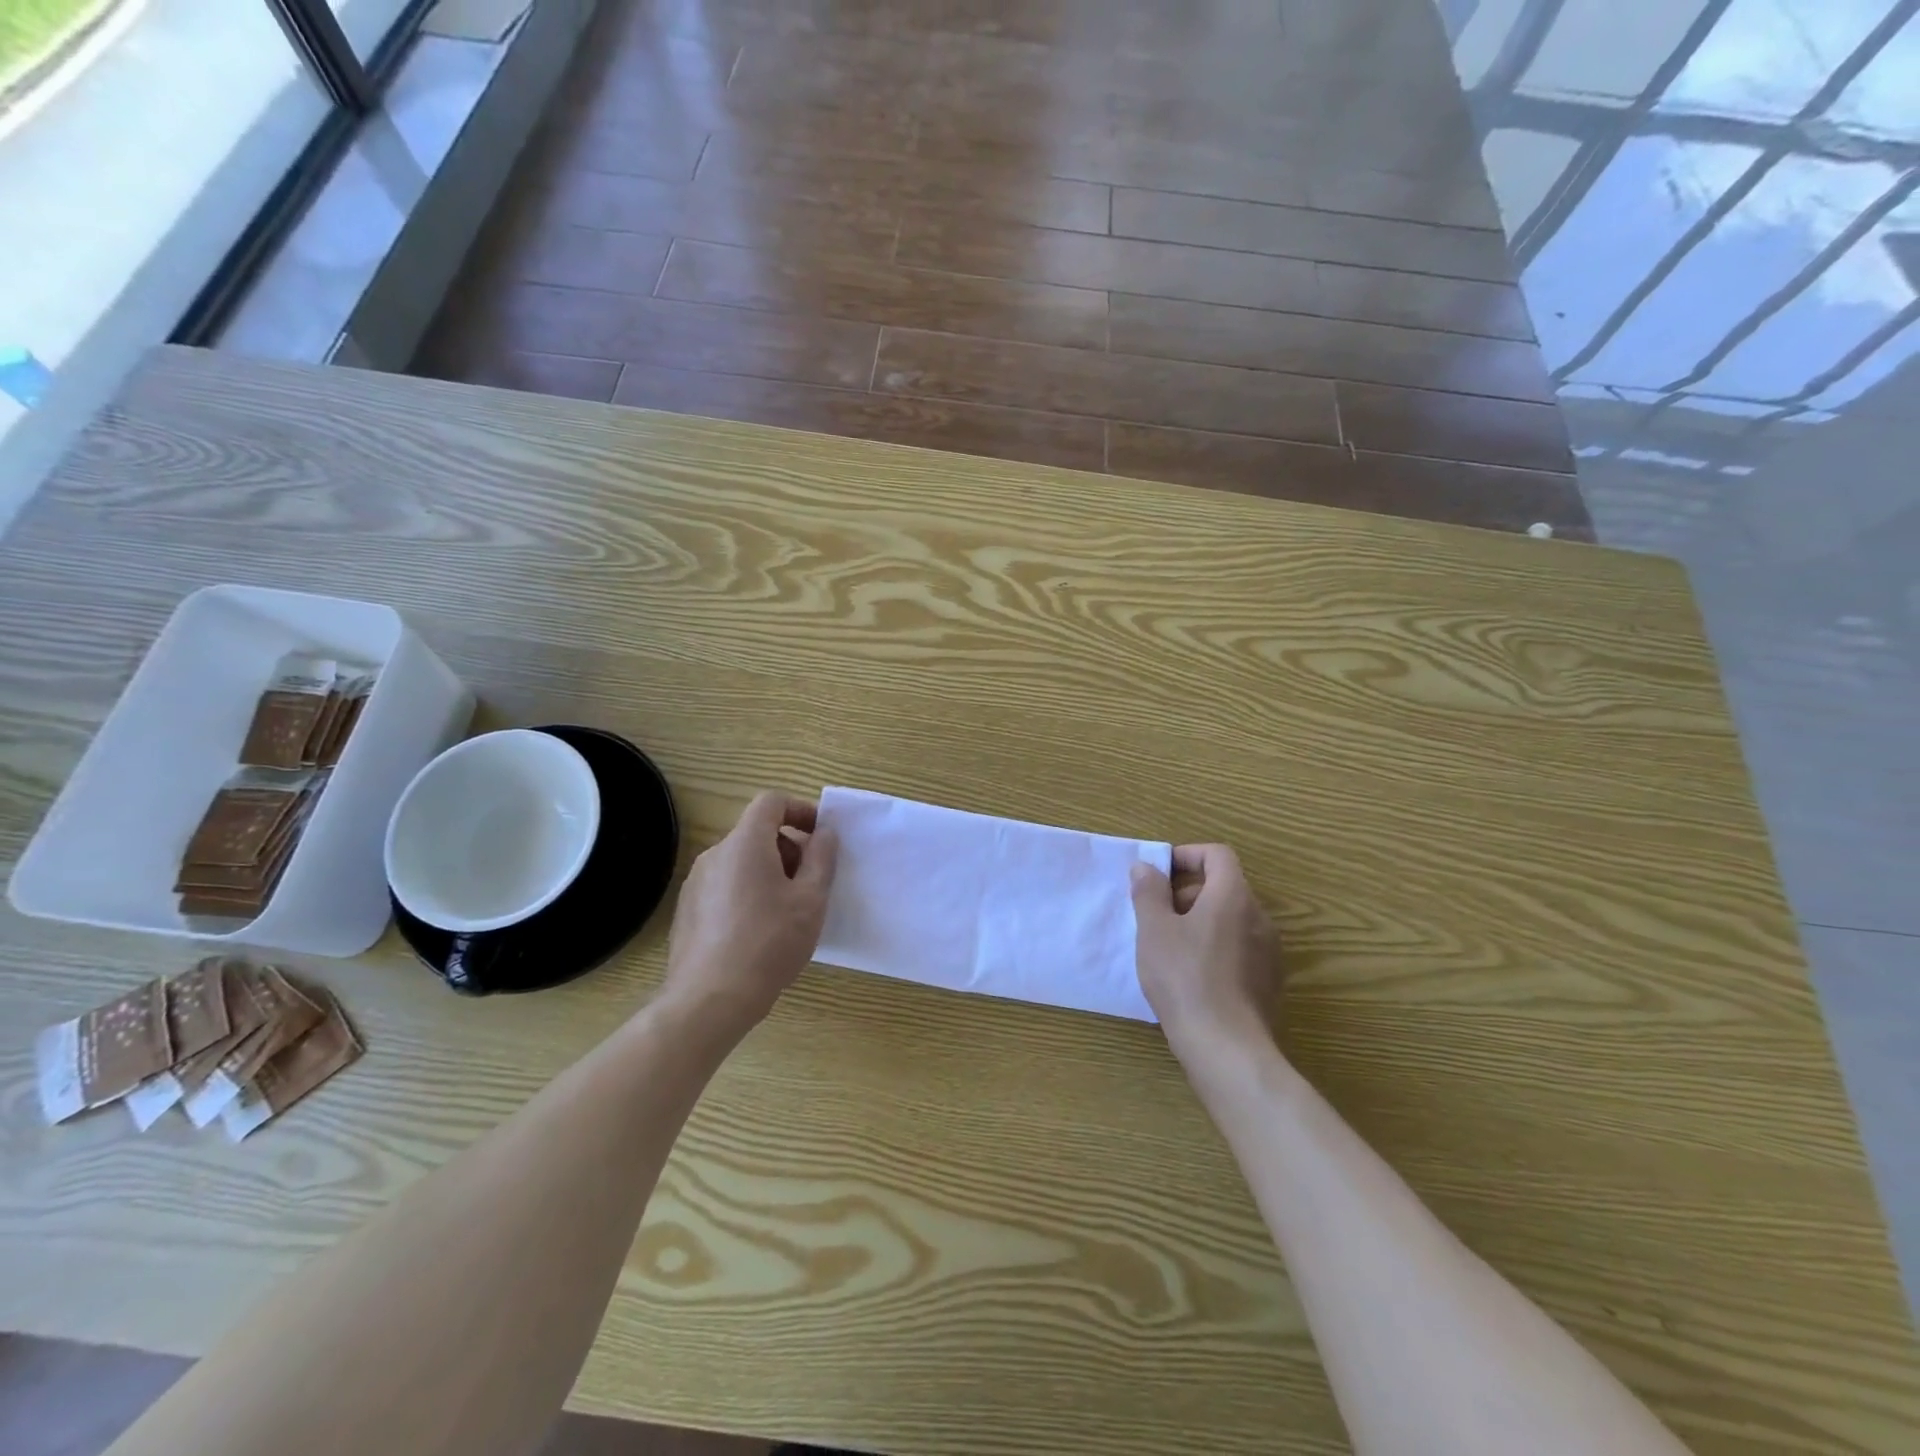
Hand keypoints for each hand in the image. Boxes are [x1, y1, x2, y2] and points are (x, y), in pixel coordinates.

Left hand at [662, 792, 838, 1033]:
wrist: (709, 1000)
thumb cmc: (769, 943)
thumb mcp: (811, 900)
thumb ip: (822, 858)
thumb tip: (825, 833)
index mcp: (745, 844)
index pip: (771, 802)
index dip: (800, 810)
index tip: (821, 836)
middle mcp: (714, 855)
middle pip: (756, 832)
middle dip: (789, 848)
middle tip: (810, 884)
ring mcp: (695, 883)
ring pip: (740, 861)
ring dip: (769, 872)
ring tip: (787, 912)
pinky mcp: (687, 910)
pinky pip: (724, 886)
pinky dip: (747, 892)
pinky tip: (758, 932)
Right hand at [1131, 844, 1278, 1057]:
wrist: (1227, 1047)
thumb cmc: (1185, 978)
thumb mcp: (1154, 930)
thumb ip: (1149, 892)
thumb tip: (1146, 867)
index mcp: (1233, 896)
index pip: (1217, 855)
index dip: (1187, 855)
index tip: (1159, 874)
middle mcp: (1259, 916)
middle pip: (1224, 886)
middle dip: (1188, 891)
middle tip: (1156, 913)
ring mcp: (1269, 951)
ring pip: (1231, 919)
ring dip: (1200, 920)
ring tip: (1168, 946)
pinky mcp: (1269, 981)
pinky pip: (1239, 948)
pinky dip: (1215, 947)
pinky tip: (1191, 976)